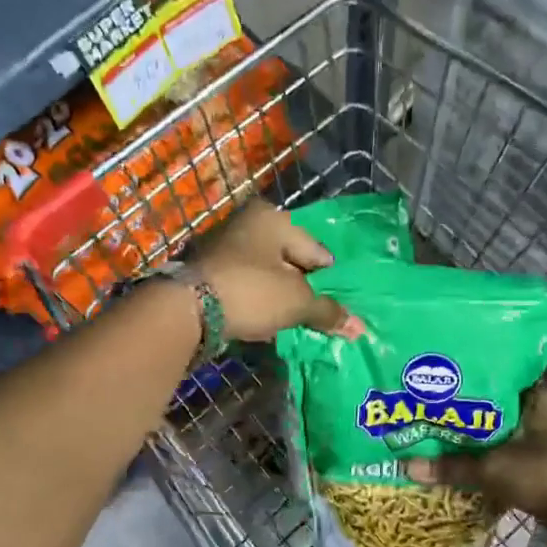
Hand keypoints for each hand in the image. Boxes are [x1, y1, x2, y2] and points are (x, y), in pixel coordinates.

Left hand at [191, 199, 361, 342]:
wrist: (186, 310)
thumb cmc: (251, 292)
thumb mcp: (297, 302)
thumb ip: (328, 312)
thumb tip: (360, 328)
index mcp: (272, 218)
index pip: (317, 250)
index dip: (329, 280)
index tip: (337, 306)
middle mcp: (247, 225)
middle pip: (289, 261)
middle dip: (303, 289)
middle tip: (316, 316)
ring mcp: (224, 248)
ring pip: (266, 275)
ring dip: (279, 298)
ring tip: (291, 323)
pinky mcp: (208, 273)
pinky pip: (245, 288)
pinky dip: (257, 303)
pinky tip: (264, 323)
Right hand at [405, 385, 546, 531]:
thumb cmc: (541, 476)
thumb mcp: (492, 469)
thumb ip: (451, 466)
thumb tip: (406, 465)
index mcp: (540, 395)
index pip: (499, 372)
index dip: (470, 375)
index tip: (442, 377)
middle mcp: (545, 406)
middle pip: (497, 399)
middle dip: (468, 404)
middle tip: (434, 401)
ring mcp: (546, 431)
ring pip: (501, 422)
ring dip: (477, 428)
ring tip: (441, 423)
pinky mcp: (542, 453)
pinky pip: (508, 441)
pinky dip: (488, 446)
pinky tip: (462, 448)